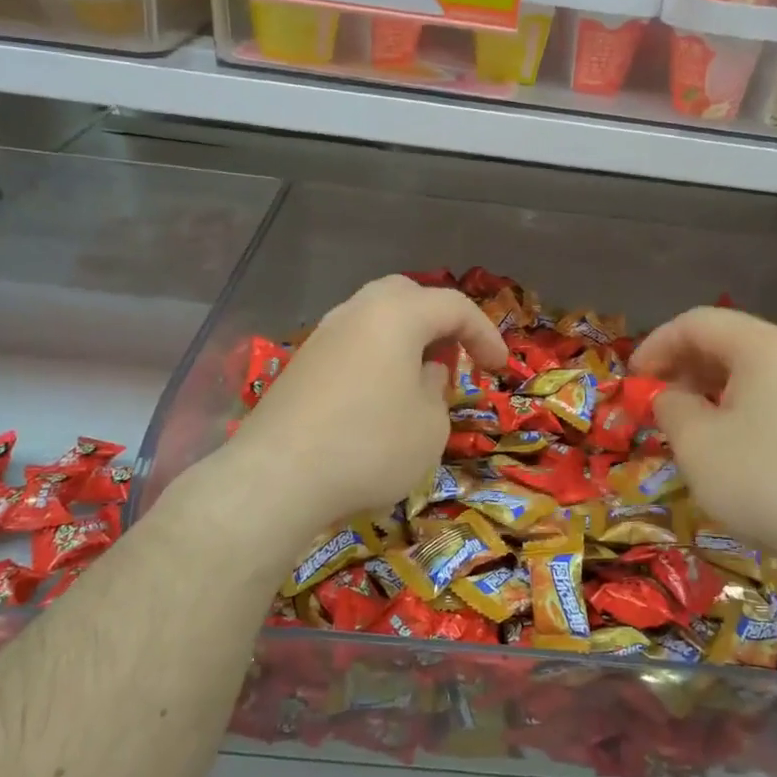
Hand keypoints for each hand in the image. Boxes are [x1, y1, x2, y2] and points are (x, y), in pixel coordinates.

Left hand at [226, 276, 507, 547]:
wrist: (277, 479)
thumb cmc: (370, 446)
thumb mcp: (429, 425)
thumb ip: (438, 389)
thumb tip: (425, 372)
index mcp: (396, 314)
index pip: (454, 306)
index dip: (485, 334)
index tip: (500, 368)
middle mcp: (356, 311)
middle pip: (408, 297)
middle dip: (439, 322)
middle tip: (455, 357)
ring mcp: (323, 336)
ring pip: (375, 319)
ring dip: (405, 341)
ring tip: (420, 381)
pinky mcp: (301, 365)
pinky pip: (352, 346)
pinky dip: (377, 359)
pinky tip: (380, 399)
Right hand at [632, 306, 776, 573]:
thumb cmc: (763, 479)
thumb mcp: (696, 441)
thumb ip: (670, 405)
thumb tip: (669, 396)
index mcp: (764, 346)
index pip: (697, 322)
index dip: (656, 345)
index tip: (631, 380)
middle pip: (728, 342)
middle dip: (682, 366)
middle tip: (654, 401)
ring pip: (751, 373)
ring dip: (709, 390)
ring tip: (685, 424)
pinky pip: (774, 399)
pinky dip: (738, 409)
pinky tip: (727, 445)